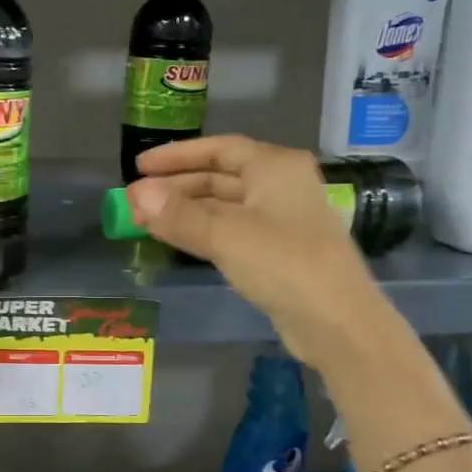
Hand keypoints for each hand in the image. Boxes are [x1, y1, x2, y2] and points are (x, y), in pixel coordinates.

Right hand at [126, 136, 378, 362]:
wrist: (337, 322)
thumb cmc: (284, 264)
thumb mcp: (225, 236)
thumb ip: (178, 215)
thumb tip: (137, 195)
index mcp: (275, 167)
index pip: (218, 148)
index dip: (177, 155)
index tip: (140, 166)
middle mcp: (280, 186)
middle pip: (219, 177)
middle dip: (176, 188)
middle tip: (134, 201)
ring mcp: (280, 220)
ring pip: (223, 206)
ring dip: (185, 211)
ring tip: (145, 220)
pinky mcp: (277, 252)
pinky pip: (231, 231)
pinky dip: (202, 231)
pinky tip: (176, 239)